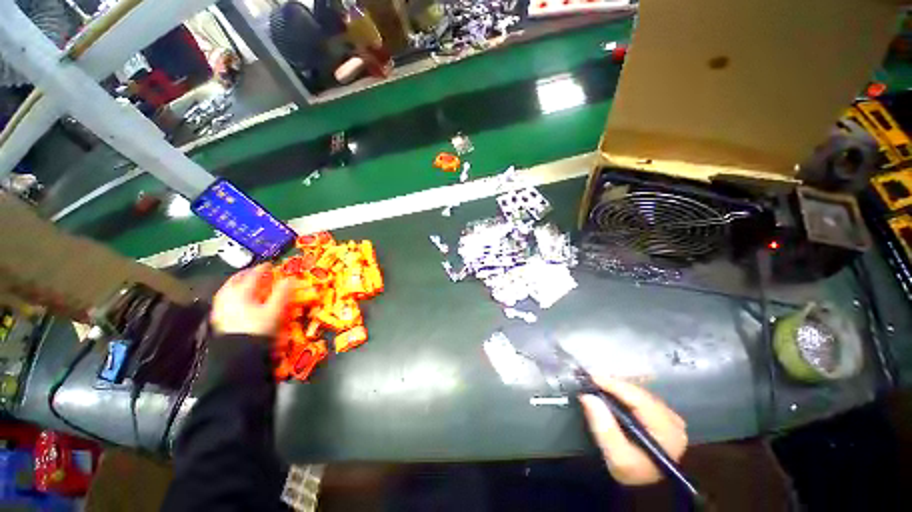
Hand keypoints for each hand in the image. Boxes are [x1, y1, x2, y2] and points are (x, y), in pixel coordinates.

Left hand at [211, 263, 293, 336]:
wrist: (238, 353)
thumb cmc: (257, 329)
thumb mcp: (274, 310)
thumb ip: (282, 293)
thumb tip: (290, 279)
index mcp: (241, 292)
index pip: (253, 275)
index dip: (263, 269)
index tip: (270, 264)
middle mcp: (228, 297)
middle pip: (236, 280)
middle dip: (246, 274)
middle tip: (255, 272)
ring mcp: (221, 308)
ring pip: (227, 290)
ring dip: (237, 284)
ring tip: (245, 284)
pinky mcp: (218, 319)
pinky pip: (224, 301)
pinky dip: (231, 296)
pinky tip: (236, 301)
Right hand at [579, 376, 687, 485]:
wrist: (644, 484)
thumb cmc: (632, 471)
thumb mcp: (617, 458)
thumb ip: (604, 428)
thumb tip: (588, 397)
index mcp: (668, 432)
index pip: (640, 400)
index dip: (614, 386)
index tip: (591, 377)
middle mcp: (673, 420)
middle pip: (639, 394)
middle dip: (613, 385)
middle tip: (590, 379)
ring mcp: (670, 416)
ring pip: (639, 393)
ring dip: (617, 387)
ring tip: (597, 383)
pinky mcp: (663, 414)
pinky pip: (640, 396)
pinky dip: (622, 392)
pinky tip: (609, 390)